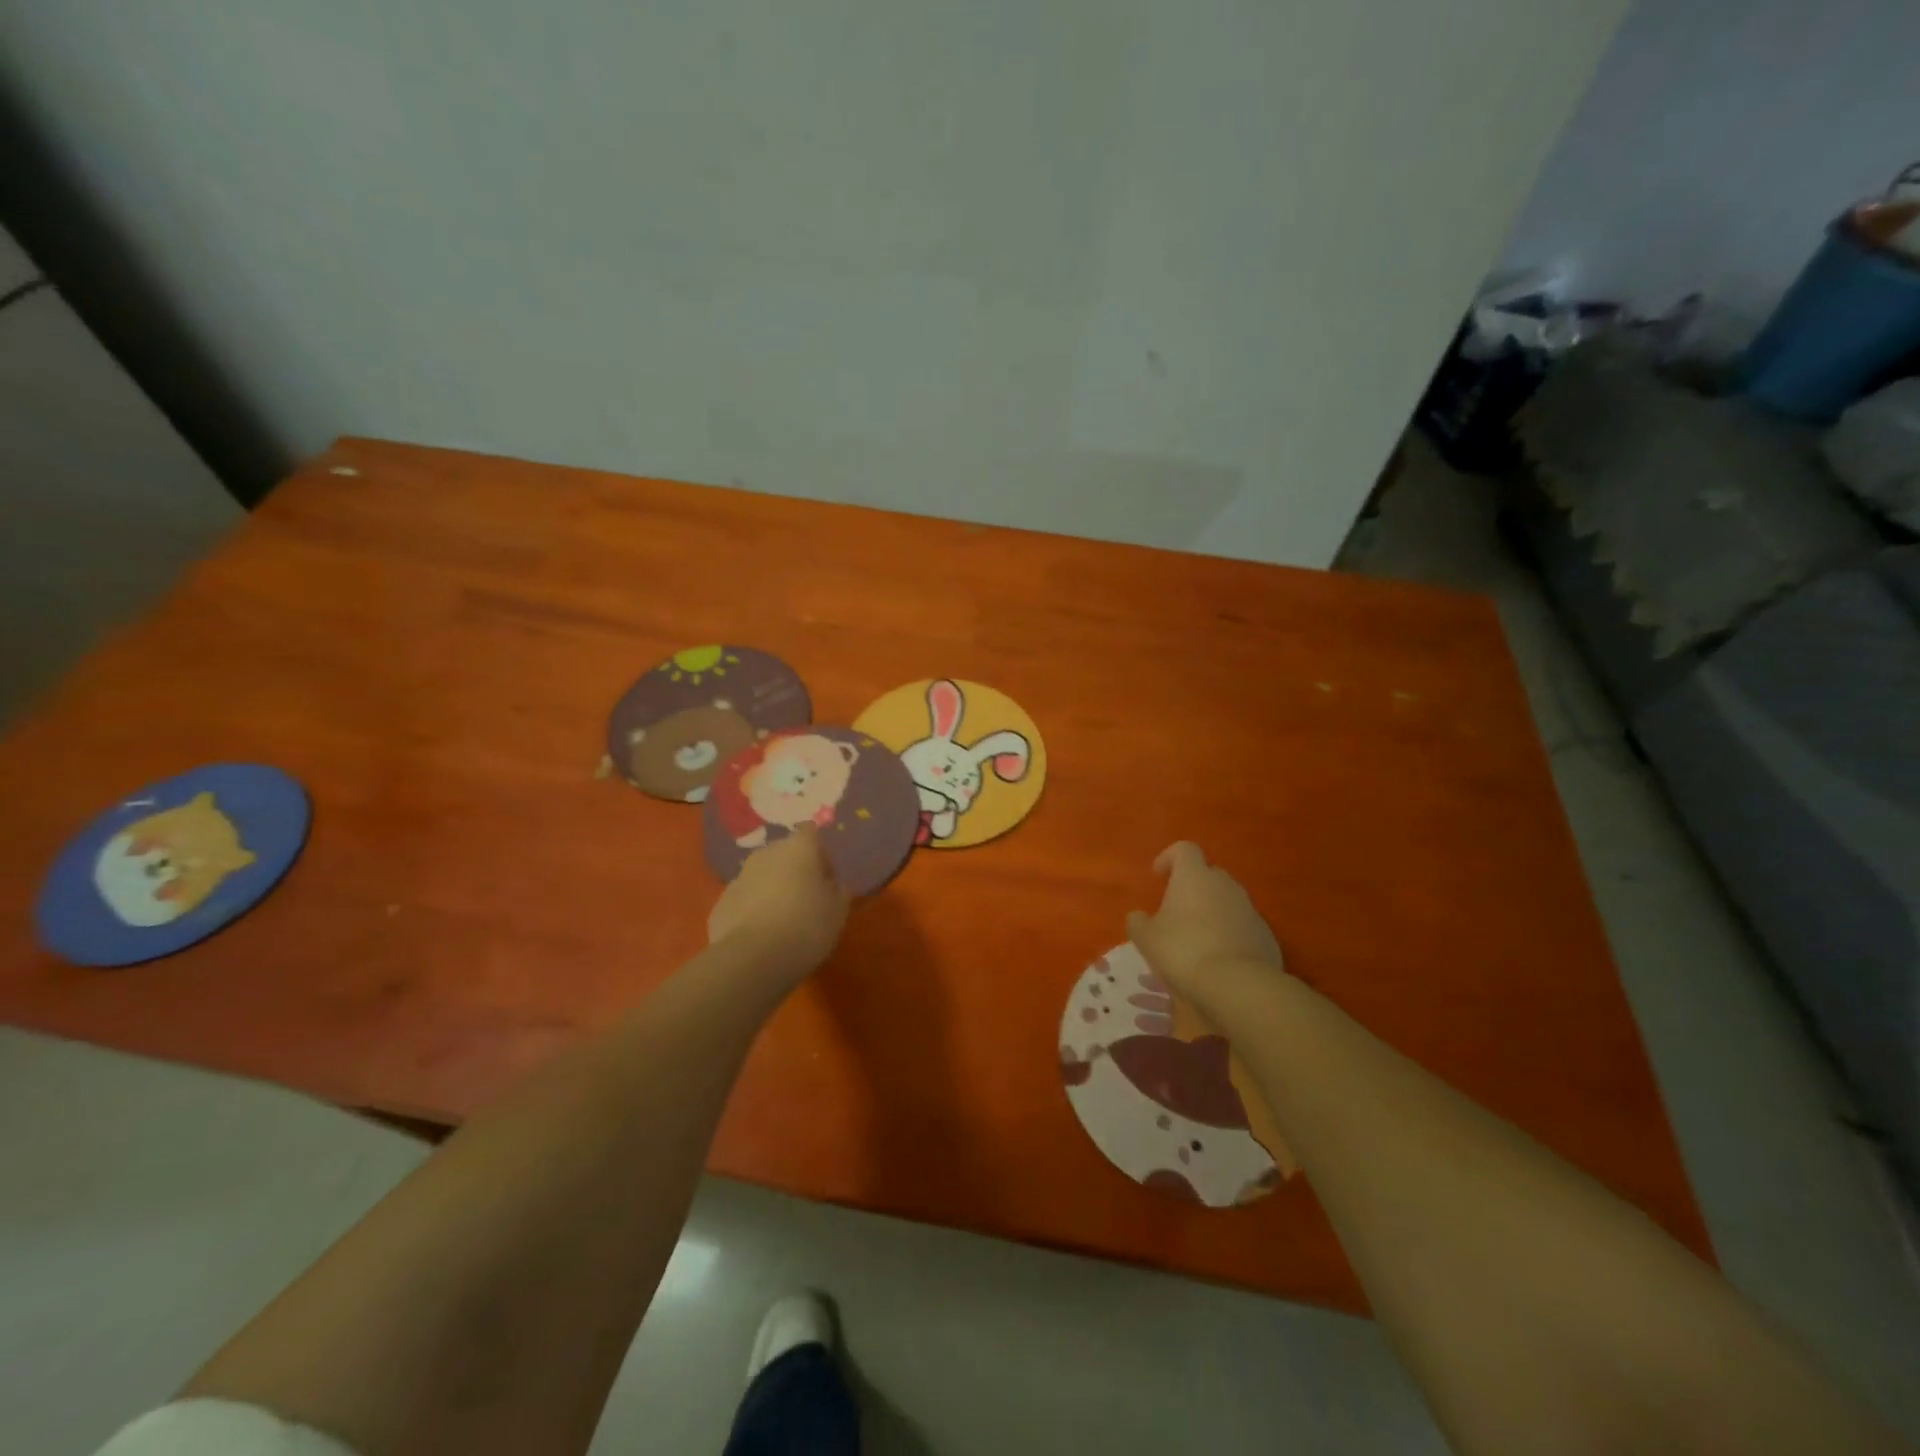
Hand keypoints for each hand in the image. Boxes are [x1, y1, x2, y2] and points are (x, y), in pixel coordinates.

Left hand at [708, 825, 850, 982]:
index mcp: (798, 849)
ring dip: (772, 889)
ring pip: (762, 876)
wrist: (752, 959)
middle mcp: (767, 854)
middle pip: (784, 853)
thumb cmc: (806, 927)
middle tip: (807, 900)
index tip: (827, 878)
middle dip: (795, 870)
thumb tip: (833, 885)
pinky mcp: (722, 902)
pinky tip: (761, 935)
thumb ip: (838, 892)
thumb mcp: (838, 912)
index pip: (810, 832)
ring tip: (783, 920)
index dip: (820, 852)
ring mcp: (740, 877)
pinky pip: (745, 899)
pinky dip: (753, 909)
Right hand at [1125, 842, 1282, 1009]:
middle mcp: (1225, 885)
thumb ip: (1138, 922)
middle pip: (1208, 874)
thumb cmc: (1183, 951)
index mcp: (1194, 876)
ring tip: (1198, 938)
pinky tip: (1220, 958)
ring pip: (1227, 901)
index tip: (1158, 876)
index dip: (1169, 858)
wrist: (1237, 985)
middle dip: (1193, 887)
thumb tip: (1139, 916)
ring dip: (1212, 911)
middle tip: (1177, 911)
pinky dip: (1230, 934)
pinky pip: (1243, 926)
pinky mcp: (1266, 935)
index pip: (1184, 849)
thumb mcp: (1146, 939)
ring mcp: (1250, 909)